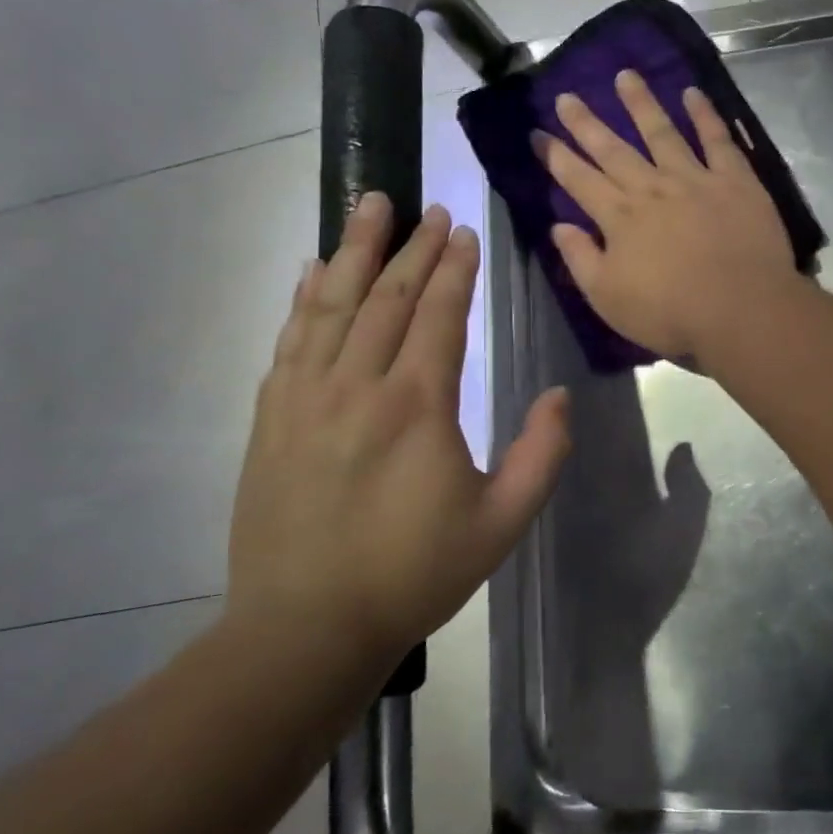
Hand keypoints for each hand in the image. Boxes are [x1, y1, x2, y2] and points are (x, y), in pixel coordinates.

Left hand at [227, 196, 569, 661]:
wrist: (306, 627)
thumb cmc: (414, 573)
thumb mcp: (502, 523)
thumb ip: (542, 455)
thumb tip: (561, 397)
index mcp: (417, 405)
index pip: (440, 315)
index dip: (455, 269)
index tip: (465, 231)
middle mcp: (357, 385)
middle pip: (388, 297)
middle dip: (413, 247)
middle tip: (428, 207)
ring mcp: (305, 397)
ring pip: (332, 304)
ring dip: (355, 250)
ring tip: (368, 206)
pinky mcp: (271, 417)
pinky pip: (291, 339)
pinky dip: (305, 297)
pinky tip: (313, 270)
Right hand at [537, 70, 796, 359]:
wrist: (741, 309)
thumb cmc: (670, 313)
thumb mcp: (608, 299)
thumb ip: (581, 260)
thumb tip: (558, 227)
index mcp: (619, 218)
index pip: (579, 180)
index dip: (556, 156)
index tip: (537, 133)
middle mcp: (651, 188)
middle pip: (613, 149)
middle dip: (587, 123)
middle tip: (567, 96)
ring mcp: (694, 179)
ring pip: (661, 132)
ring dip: (641, 103)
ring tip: (625, 75)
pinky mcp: (735, 180)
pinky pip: (717, 139)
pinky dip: (704, 114)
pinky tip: (692, 93)